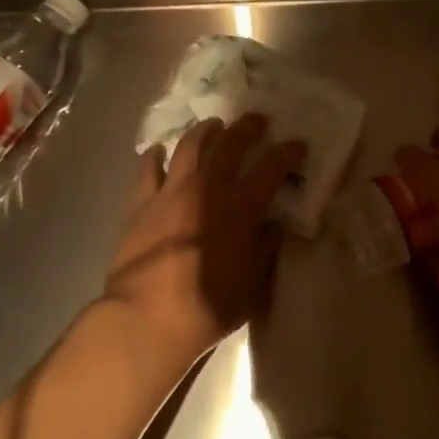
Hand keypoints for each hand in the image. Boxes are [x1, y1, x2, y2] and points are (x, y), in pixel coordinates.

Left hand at [103, 114, 306, 368]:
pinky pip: (147, 169)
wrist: (147, 318)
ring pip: (190, 146)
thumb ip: (265, 248)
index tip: (298, 143)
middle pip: (231, 144)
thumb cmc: (209, 306)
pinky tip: (158, 150)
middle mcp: (208, 188)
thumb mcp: (253, 283)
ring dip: (206, 131)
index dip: (288, 152)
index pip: (272, 167)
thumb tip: (274, 225)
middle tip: (257, 120)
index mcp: (241, 206)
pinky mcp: (140, 203)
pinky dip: (155, 155)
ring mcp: (171, 191)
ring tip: (214, 126)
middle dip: (247, 127)